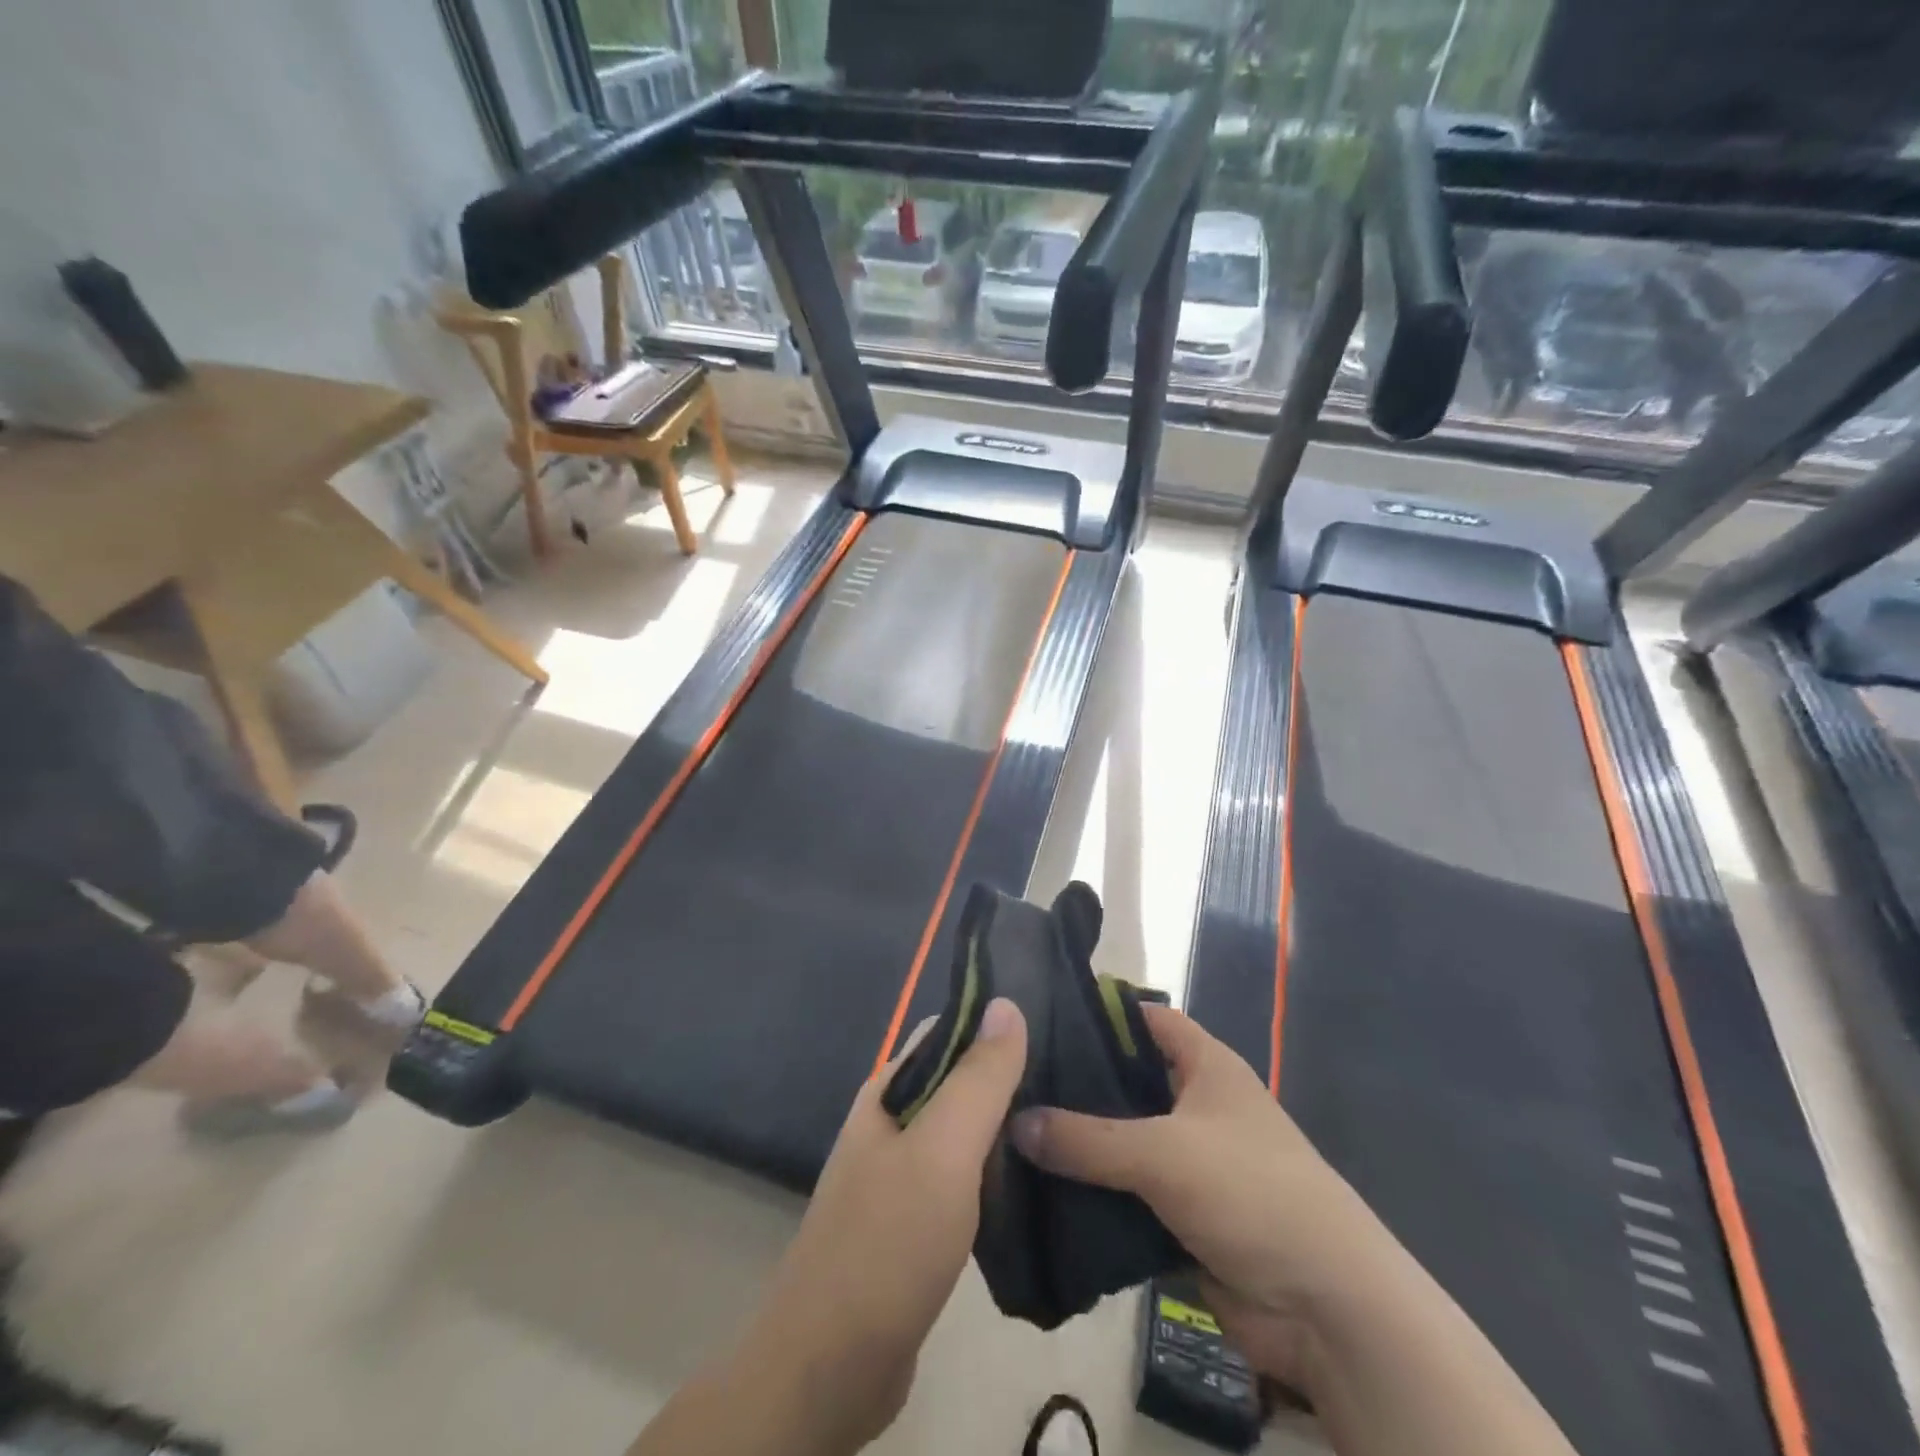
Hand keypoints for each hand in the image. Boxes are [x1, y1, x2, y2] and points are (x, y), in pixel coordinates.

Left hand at [741, 997, 1028, 1453]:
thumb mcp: (942, 1150)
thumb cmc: (888, 1243)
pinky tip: (1038, 1180)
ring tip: (1070, 1123)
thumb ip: (978, 1078)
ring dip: (1008, 1127)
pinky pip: (964, 1178)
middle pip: (959, 1080)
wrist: (829, 1370)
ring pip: (965, 1132)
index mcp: (889, 1092)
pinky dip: (998, 1173)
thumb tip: (1006, 1002)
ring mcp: (901, 1175)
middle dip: (1010, 1077)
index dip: (997, 1023)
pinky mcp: (916, 1223)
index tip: (1056, 1025)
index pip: (949, 1032)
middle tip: (1076, 1081)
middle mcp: (892, 1124)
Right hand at [1010, 1004, 1378, 1384]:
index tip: (1042, 1015)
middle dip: (1077, 1084)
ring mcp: (1190, 1162)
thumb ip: (1086, 1139)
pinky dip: (1092, 1194)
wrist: (1326, 1307)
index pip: (1146, 1018)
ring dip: (1079, 1145)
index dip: (1101, 1012)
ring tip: (1011, 1131)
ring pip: (1122, 1142)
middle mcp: (1196, 1105)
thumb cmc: (1250, 1192)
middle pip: (1127, 1082)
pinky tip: (1040, 1192)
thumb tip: (1015, 1121)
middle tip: (1012, 1080)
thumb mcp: (1162, 1153)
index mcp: (1206, 1066)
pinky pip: (1126, 1194)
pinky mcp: (1182, 1215)